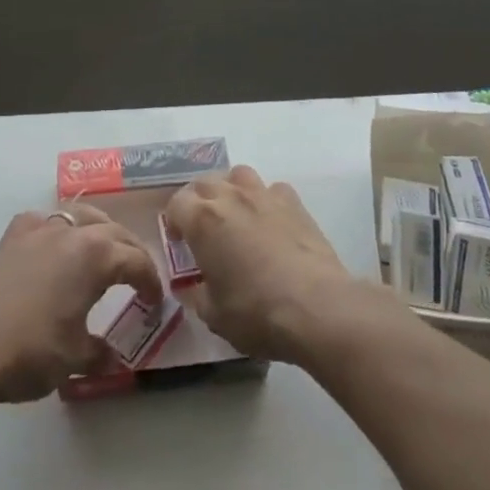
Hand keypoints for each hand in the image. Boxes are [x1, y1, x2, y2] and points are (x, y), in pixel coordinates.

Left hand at [0, 203, 163, 405]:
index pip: (136, 261)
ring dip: (98, 231)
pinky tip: (53, 246)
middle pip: (114, 232)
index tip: (155, 303)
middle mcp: (72, 232)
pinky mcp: (11, 237)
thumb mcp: (74, 358)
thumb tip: (114, 359)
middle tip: (137, 276)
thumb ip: (99, 353)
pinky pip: (43, 222)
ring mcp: (39, 229)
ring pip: (80, 216)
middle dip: (130, 252)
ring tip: (102, 250)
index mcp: (97, 255)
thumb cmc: (30, 350)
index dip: (150, 282)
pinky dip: (57, 230)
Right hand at [164, 167, 381, 364]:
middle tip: (203, 229)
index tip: (179, 243)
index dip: (174, 221)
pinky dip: (265, 200)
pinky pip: (272, 189)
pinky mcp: (294, 202)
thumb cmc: (256, 312)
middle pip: (204, 183)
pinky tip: (271, 222)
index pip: (176, 203)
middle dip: (198, 201)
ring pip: (238, 175)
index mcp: (203, 221)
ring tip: (235, 216)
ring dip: (231, 190)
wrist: (316, 306)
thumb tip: (189, 287)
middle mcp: (230, 197)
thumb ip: (195, 294)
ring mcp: (264, 195)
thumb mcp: (213, 314)